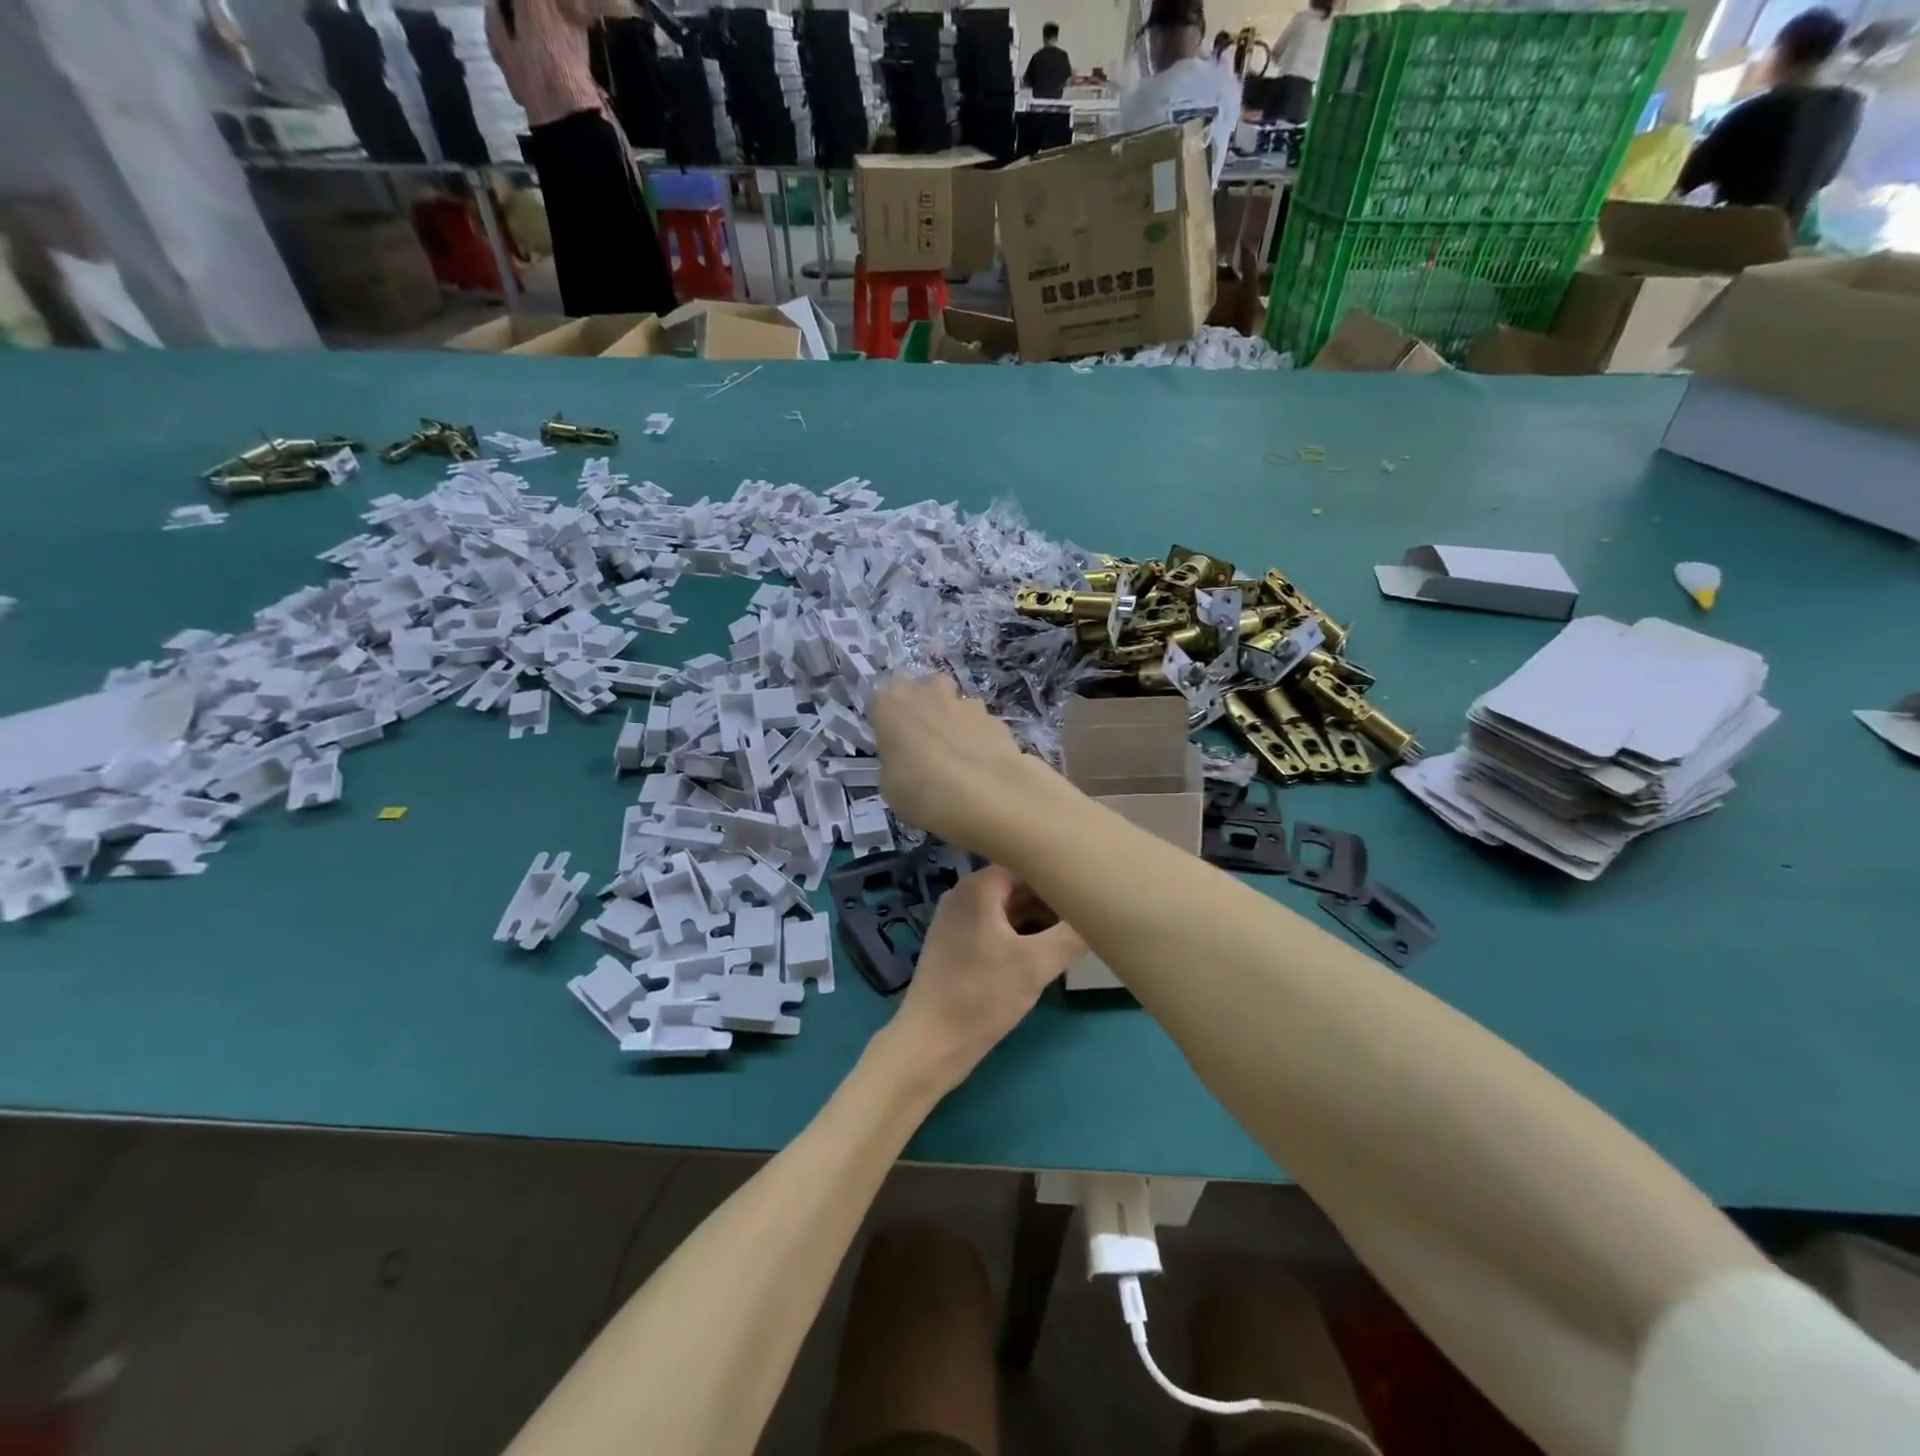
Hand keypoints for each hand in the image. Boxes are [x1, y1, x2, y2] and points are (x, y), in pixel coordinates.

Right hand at [871, 675, 1045, 853]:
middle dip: (925, 712)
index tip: (894, 746)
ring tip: (960, 763)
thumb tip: (907, 759)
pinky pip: (981, 727)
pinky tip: (984, 770)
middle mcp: (929, 693)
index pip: (882, 702)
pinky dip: (981, 742)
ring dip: (955, 726)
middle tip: (926, 747)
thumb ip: (895, 762)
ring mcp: (967, 703)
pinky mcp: (997, 720)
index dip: (888, 724)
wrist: (989, 799)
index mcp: (892, 704)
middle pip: (924, 693)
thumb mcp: (890, 787)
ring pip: (956, 708)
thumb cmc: (923, 793)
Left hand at [883, 864, 1085, 1095]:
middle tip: (1085, 920)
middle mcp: (963, 894)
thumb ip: (1072, 935)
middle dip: (1052, 902)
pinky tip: (1043, 957)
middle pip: (1018, 886)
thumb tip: (1100, 914)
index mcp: (978, 887)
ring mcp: (956, 920)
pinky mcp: (955, 946)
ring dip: (1038, 922)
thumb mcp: (1036, 965)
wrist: (930, 1043)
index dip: (1059, 878)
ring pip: (1008, 910)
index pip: (1028, 864)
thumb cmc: (982, 996)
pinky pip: (995, 928)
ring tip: (1071, 939)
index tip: (1088, 893)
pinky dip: (1020, 937)